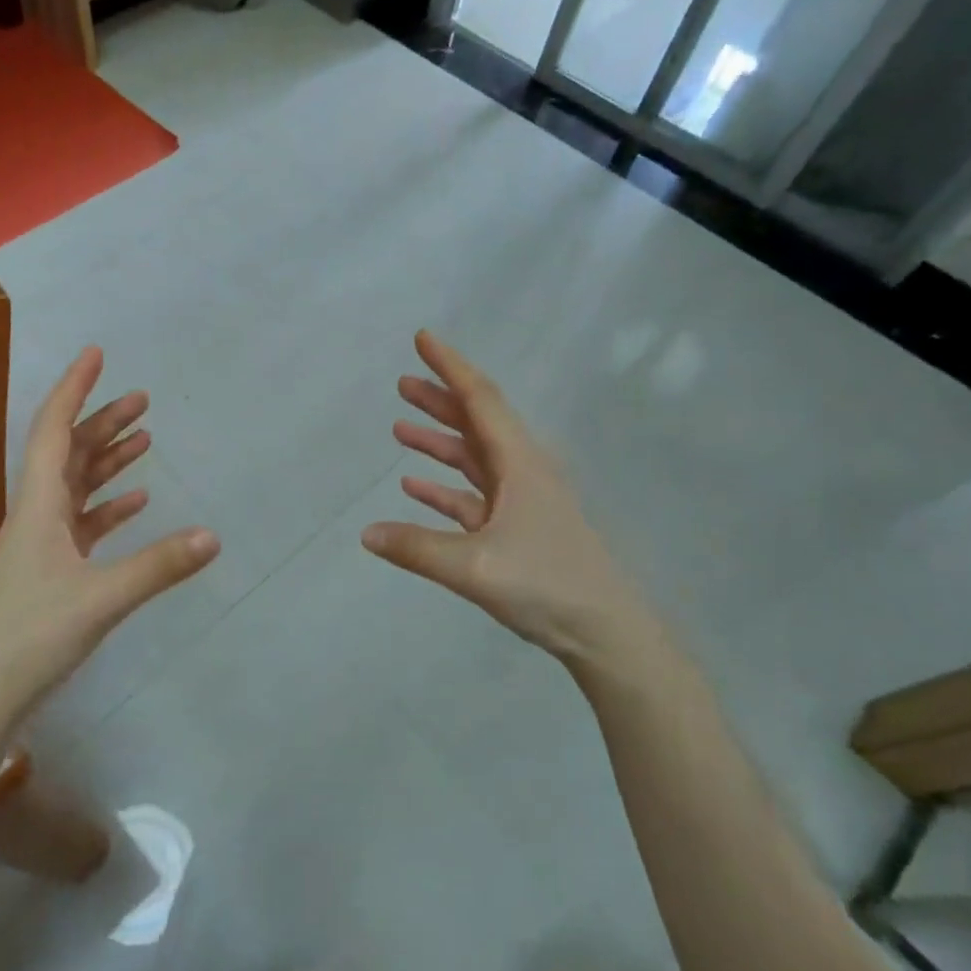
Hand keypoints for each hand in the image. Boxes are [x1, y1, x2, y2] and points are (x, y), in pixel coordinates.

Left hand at [0, 347, 219, 724]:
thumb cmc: (29, 637)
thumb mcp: (101, 600)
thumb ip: (157, 566)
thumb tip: (213, 535)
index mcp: (38, 506)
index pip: (52, 429)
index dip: (74, 389)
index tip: (96, 355)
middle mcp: (36, 514)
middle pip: (67, 452)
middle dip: (101, 421)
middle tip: (141, 399)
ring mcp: (40, 543)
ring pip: (75, 485)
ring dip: (106, 460)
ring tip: (144, 438)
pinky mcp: (48, 570)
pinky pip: (81, 523)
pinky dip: (107, 506)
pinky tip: (135, 503)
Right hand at [361, 331, 665, 690]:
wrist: (605, 632)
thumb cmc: (547, 585)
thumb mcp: (474, 567)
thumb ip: (417, 548)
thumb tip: (365, 533)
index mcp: (519, 463)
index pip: (480, 399)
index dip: (449, 366)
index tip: (423, 338)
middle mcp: (521, 471)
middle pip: (475, 422)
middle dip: (439, 399)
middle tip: (402, 381)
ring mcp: (520, 501)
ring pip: (472, 458)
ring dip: (438, 441)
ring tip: (400, 427)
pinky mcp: (516, 529)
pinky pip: (471, 496)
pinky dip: (443, 487)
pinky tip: (413, 487)